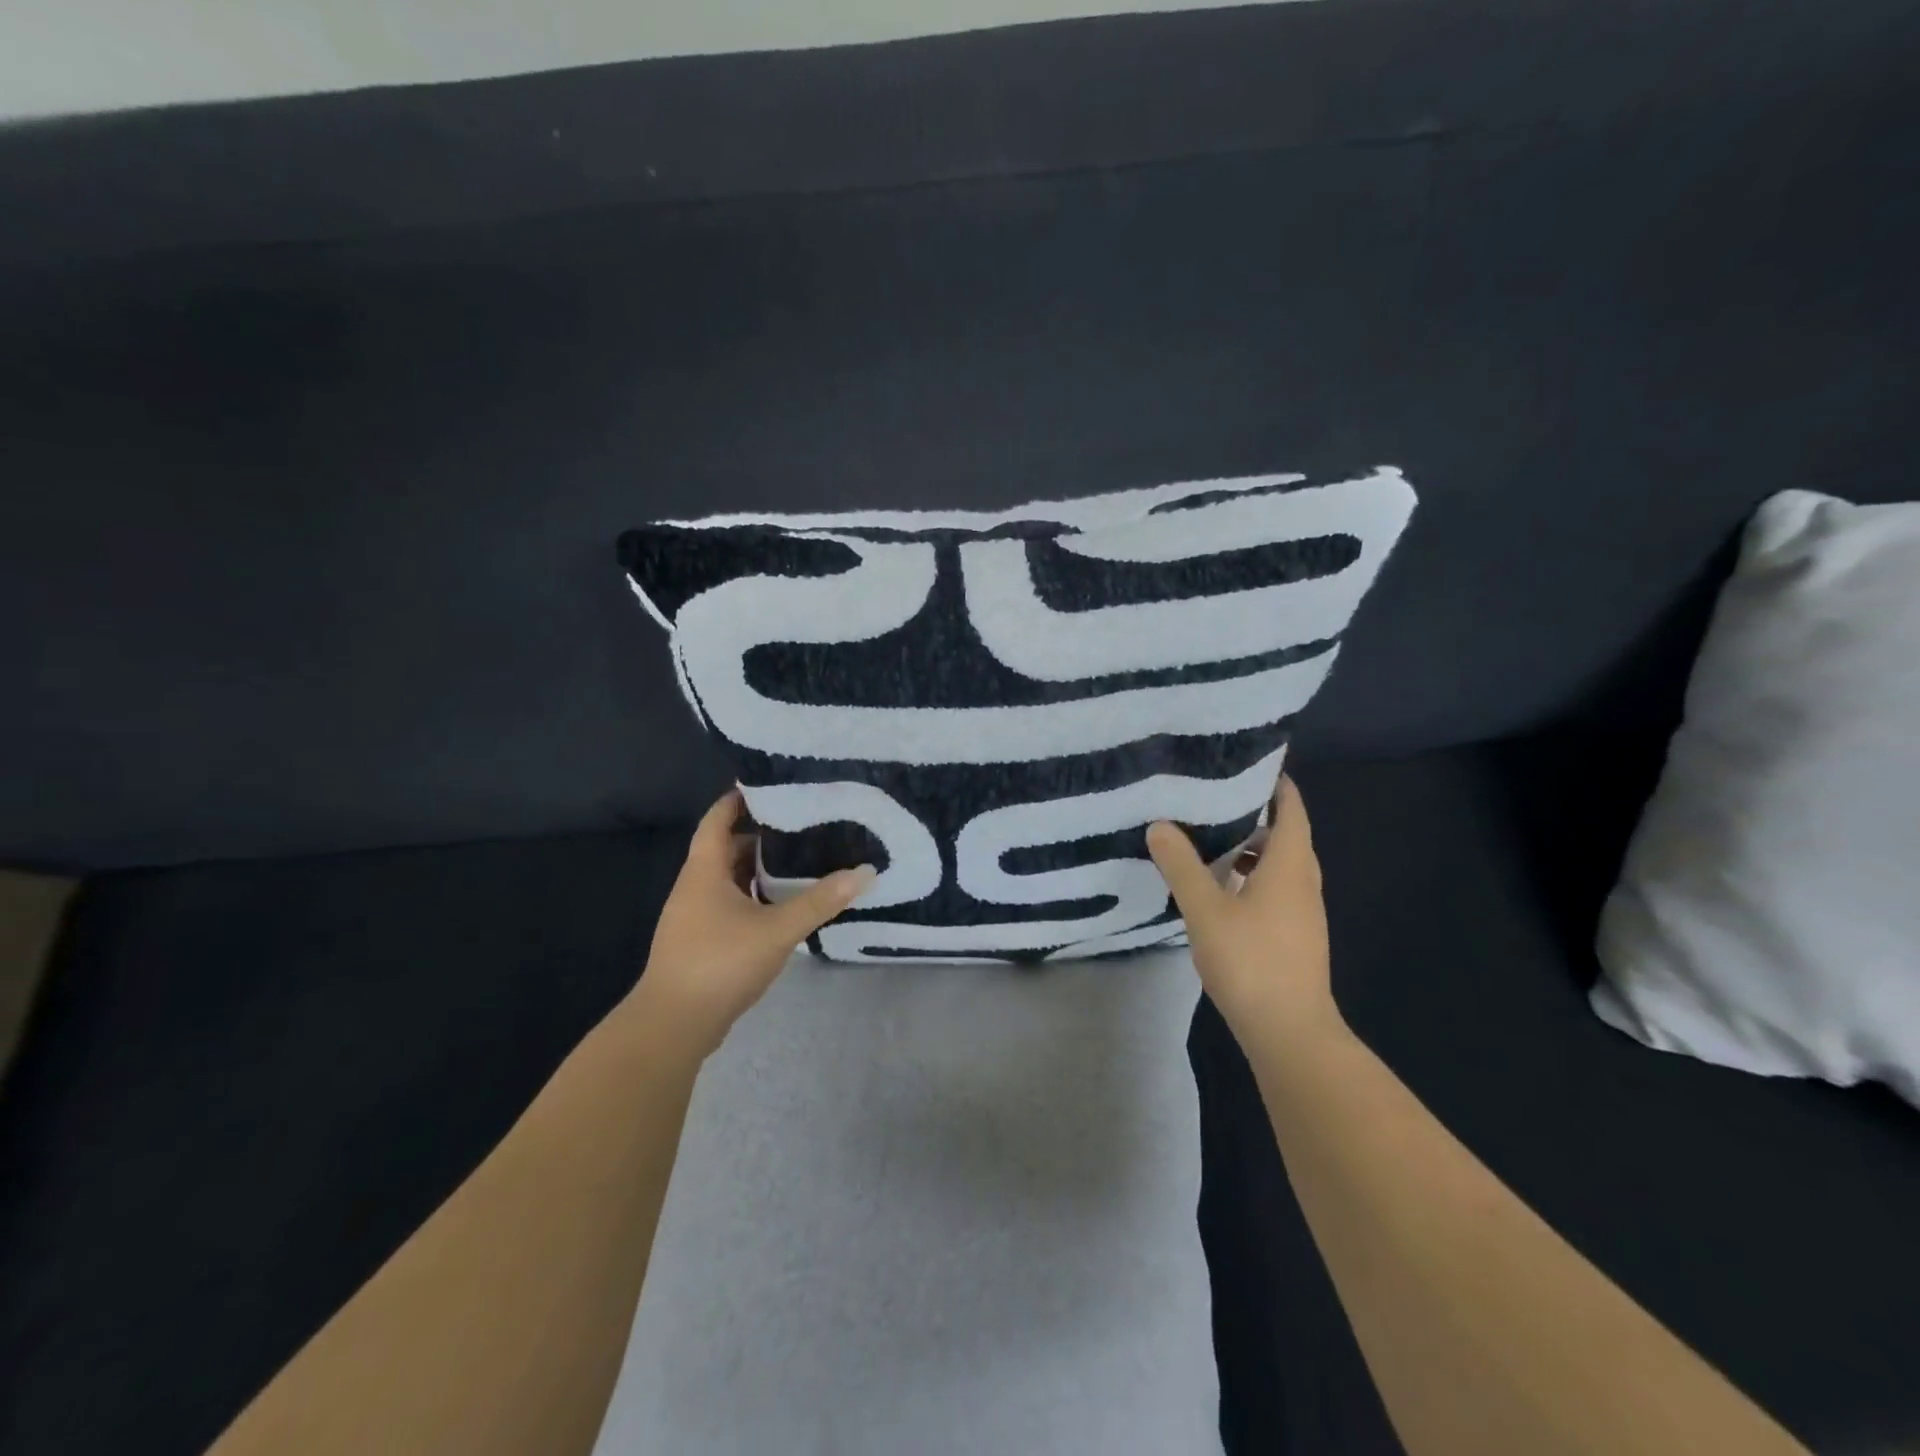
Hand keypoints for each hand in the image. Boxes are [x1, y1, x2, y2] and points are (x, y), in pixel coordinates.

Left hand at [625, 788, 873, 1063]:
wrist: (673, 1025)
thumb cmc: (720, 963)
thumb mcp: (777, 929)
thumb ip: (820, 901)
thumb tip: (865, 872)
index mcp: (704, 872)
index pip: (717, 820)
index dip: (738, 799)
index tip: (769, 784)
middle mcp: (694, 887)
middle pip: (725, 848)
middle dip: (759, 835)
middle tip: (799, 823)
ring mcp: (693, 916)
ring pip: (727, 879)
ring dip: (756, 869)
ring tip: (798, 859)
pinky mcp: (700, 942)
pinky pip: (728, 905)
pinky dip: (753, 897)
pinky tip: (780, 906)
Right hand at [1146, 775, 1340, 1048]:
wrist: (1290, 1033)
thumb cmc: (1251, 962)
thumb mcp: (1206, 910)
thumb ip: (1182, 866)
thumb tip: (1160, 825)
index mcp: (1290, 866)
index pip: (1292, 809)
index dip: (1276, 783)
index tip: (1247, 762)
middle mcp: (1303, 883)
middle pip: (1287, 835)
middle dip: (1256, 813)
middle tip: (1215, 796)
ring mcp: (1302, 913)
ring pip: (1280, 866)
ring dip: (1251, 848)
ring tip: (1210, 838)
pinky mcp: (1294, 936)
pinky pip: (1275, 889)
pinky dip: (1251, 876)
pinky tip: (1220, 889)